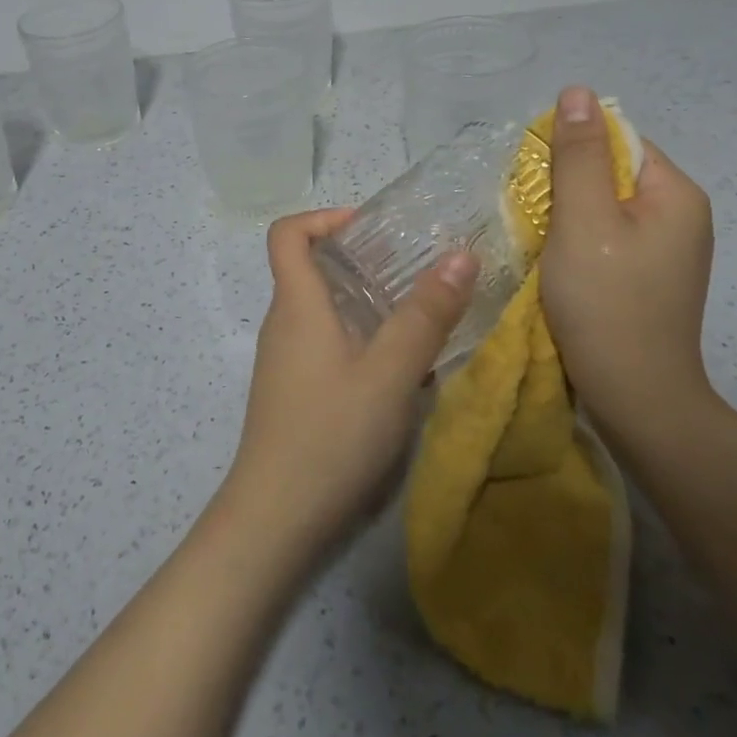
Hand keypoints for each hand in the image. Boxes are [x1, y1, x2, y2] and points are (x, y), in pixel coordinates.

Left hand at [218, 209, 478, 566]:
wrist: (276, 518)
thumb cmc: (331, 434)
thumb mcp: (390, 373)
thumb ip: (425, 316)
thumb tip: (460, 255)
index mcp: (297, 304)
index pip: (287, 233)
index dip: (325, 218)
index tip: (372, 230)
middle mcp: (284, 323)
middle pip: (311, 269)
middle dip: (362, 260)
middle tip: (416, 271)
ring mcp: (286, 360)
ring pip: (325, 310)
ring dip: (369, 304)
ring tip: (421, 317)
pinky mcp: (295, 392)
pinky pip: (328, 345)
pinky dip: (363, 341)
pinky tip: (404, 373)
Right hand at [538, 85, 716, 438]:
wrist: (635, 396)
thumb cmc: (605, 301)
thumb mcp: (583, 220)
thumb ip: (578, 155)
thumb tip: (577, 91)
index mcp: (676, 193)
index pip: (619, 141)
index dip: (572, 152)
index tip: (537, 184)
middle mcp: (681, 215)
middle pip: (612, 174)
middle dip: (567, 188)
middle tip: (535, 218)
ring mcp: (668, 250)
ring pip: (605, 209)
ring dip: (568, 217)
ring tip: (543, 244)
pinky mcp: (649, 277)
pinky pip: (608, 239)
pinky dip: (578, 243)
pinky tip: (560, 266)